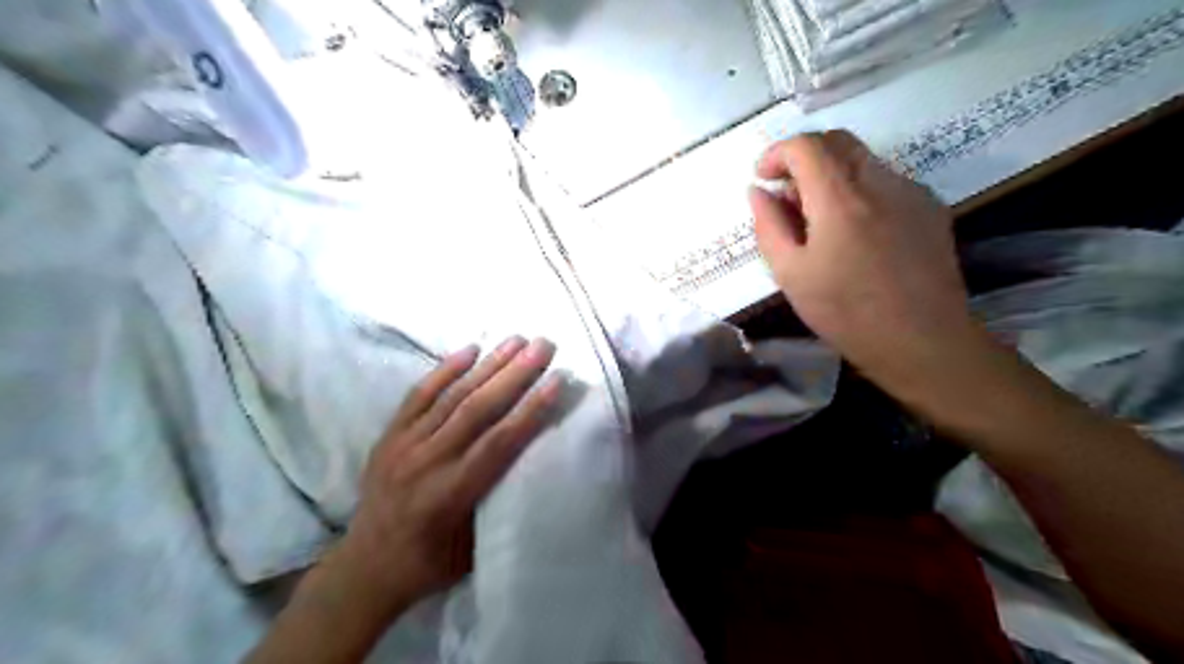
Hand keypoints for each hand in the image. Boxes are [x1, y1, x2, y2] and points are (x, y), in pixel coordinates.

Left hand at [323, 341, 559, 613]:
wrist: (365, 567)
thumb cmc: (430, 563)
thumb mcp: (474, 548)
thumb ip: (498, 501)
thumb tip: (531, 458)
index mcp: (450, 495)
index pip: (498, 443)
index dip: (530, 410)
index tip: (556, 380)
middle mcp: (426, 462)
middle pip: (477, 409)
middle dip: (515, 373)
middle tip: (543, 345)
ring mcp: (403, 445)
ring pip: (452, 396)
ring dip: (488, 364)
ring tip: (516, 339)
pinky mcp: (389, 435)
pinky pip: (419, 394)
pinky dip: (445, 369)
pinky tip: (469, 349)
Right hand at [747, 130, 970, 385]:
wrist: (922, 341)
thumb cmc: (846, 313)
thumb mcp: (790, 274)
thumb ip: (768, 226)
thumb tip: (758, 191)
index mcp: (840, 200)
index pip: (805, 145)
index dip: (776, 153)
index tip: (763, 179)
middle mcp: (880, 182)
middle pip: (837, 140)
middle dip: (804, 157)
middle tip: (788, 195)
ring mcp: (911, 192)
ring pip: (863, 160)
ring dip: (831, 174)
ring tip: (820, 220)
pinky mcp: (930, 207)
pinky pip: (886, 181)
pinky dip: (859, 190)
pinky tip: (856, 233)